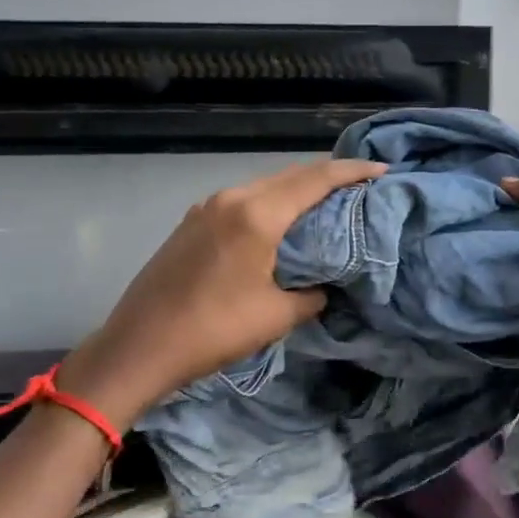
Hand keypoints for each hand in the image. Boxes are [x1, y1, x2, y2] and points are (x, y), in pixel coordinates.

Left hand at [59, 158, 385, 428]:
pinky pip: (243, 201)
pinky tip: (281, 223)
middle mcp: (231, 199)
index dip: (352, 172)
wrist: (137, 347)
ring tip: (326, 204)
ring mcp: (207, 208)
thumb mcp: (275, 317)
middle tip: (360, 187)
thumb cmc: (212, 331)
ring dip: (297, 190)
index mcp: (256, 215)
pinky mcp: (192, 223)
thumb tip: (321, 287)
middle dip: (328, 177)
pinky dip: (271, 204)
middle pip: (290, 175)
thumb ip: (310, 295)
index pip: (315, 180)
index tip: (381, 170)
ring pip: (265, 186)